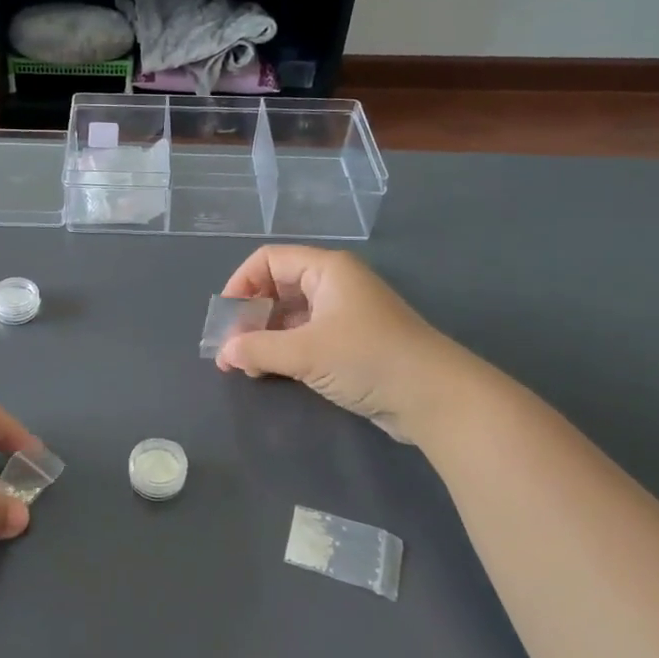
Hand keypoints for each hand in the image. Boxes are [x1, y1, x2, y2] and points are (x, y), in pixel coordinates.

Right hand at [215, 246, 447, 441]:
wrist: (434, 397)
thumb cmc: (367, 358)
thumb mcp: (305, 352)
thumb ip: (258, 349)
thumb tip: (224, 352)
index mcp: (326, 269)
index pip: (268, 260)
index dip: (240, 284)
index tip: (224, 318)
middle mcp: (334, 285)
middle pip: (277, 288)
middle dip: (249, 316)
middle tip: (230, 349)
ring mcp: (343, 315)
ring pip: (289, 316)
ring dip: (263, 338)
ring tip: (244, 367)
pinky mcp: (350, 343)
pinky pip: (305, 337)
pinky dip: (283, 351)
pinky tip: (268, 373)